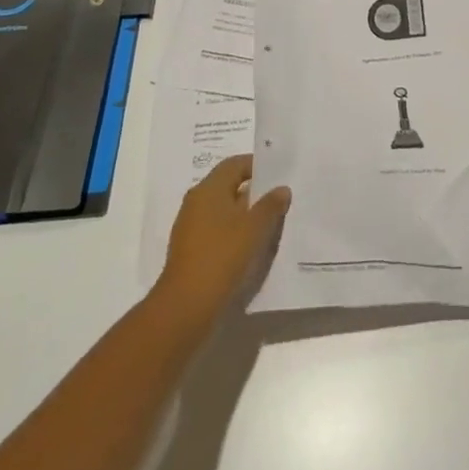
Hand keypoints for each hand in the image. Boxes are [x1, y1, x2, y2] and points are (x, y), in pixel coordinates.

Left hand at [158, 155, 290, 320]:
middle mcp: (196, 202)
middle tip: (280, 197)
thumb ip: (271, 205)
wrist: (187, 304)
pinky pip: (218, 229)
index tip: (279, 174)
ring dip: (246, 212)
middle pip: (228, 186)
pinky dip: (235, 231)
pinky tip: (253, 244)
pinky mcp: (192, 249)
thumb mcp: (254, 228)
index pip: (234, 164)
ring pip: (224, 209)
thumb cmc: (222, 255)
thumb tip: (281, 188)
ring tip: (271, 221)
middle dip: (254, 190)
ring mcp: (191, 226)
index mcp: (208, 189)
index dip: (257, 165)